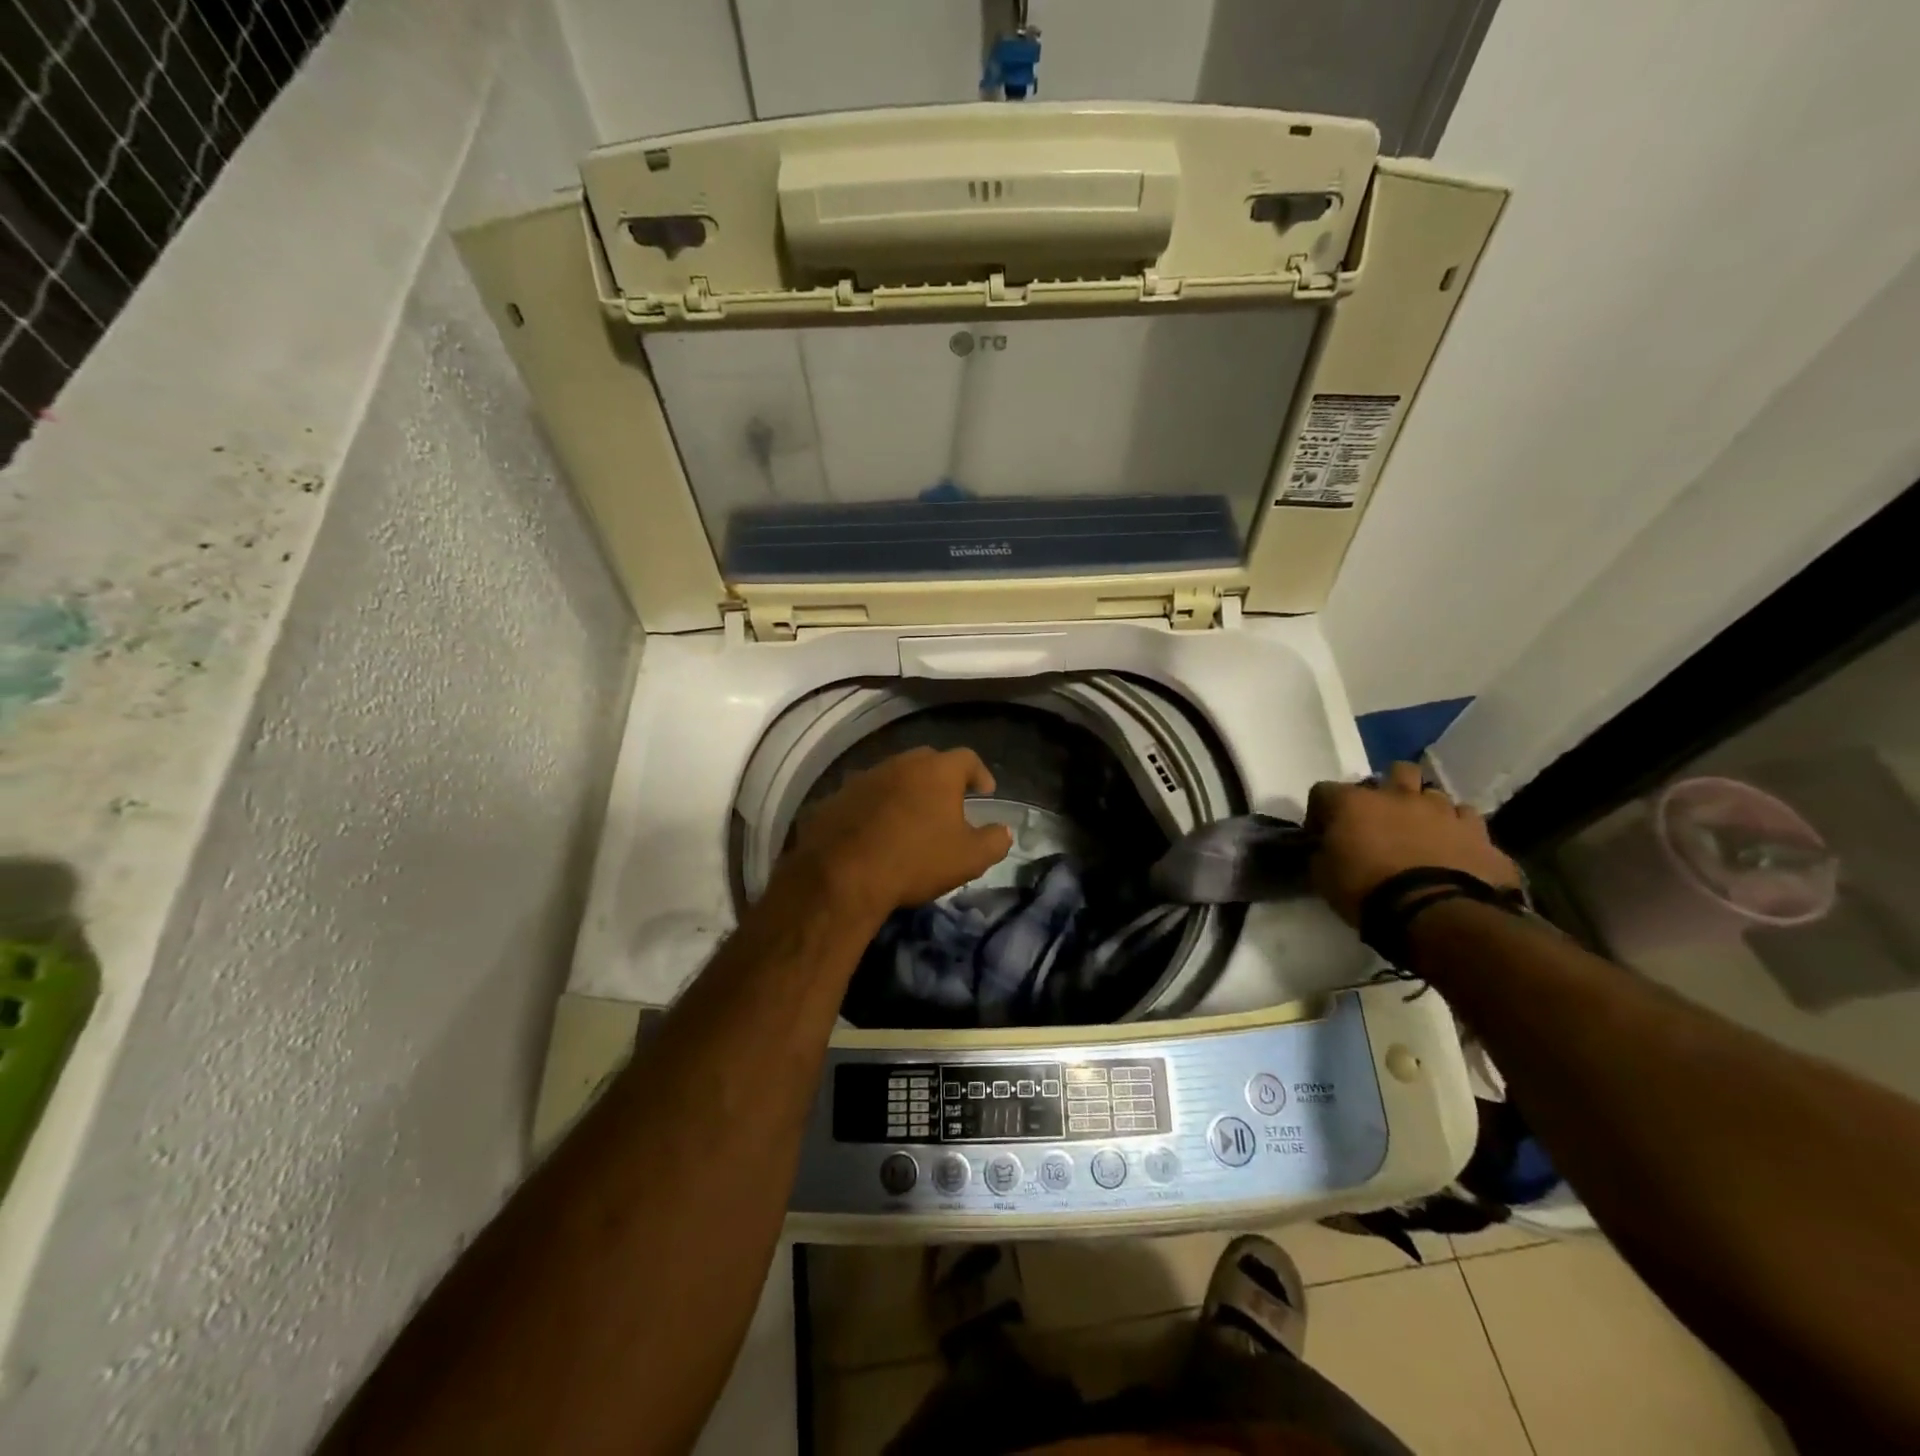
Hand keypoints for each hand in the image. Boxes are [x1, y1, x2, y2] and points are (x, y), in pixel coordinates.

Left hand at [786, 747, 1013, 918]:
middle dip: (941, 778)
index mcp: (937, 771)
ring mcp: (864, 777)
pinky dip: (875, 807)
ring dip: (905, 791)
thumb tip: (1004, 831)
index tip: (985, 791)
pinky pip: (864, 796)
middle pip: (928, 761)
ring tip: (911, 817)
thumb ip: (994, 841)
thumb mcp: (969, 858)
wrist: (842, 875)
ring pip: (893, 776)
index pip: (967, 758)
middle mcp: (900, 763)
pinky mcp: (836, 797)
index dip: (980, 773)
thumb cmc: (915, 860)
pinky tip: (876, 830)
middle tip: (948, 801)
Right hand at [1305, 761, 1519, 925]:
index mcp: (1354, 803)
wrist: (1434, 914)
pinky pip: (1468, 821)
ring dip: (1425, 810)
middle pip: (1398, 771)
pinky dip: (1458, 831)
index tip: (1322, 834)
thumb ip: (1322, 854)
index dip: (1321, 811)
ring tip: (1421, 835)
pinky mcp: (1479, 834)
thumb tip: (1324, 849)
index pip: (1324, 791)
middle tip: (1383, 817)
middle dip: (1390, 788)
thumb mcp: (1323, 876)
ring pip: (1436, 795)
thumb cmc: (1367, 891)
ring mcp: (1444, 812)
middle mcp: (1400, 796)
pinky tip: (1453, 850)